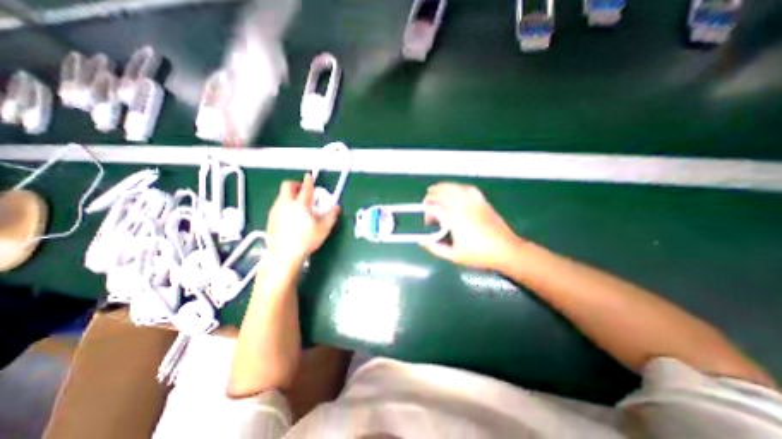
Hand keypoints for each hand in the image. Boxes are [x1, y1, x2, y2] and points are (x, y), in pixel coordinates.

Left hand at [266, 173, 338, 263]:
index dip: (309, 181)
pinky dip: (285, 205)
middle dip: (296, 184)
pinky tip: (291, 216)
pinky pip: (278, 205)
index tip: (310, 176)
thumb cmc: (305, 240)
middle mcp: (286, 204)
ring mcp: (276, 210)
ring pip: (282, 195)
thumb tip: (336, 207)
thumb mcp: (324, 228)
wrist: (284, 254)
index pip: (306, 188)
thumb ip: (331, 215)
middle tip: (303, 190)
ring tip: (299, 204)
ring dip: (290, 195)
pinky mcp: (271, 218)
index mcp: (300, 204)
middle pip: (288, 186)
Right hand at [422, 181, 524, 270]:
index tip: (428, 222)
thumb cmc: (479, 254)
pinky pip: (468, 188)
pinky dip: (458, 186)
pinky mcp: (482, 201)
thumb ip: (435, 248)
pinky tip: (455, 189)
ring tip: (435, 189)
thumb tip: (422, 241)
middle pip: (442, 193)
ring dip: (442, 187)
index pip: (434, 207)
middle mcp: (462, 206)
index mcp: (453, 219)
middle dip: (431, 196)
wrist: (506, 250)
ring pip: (454, 187)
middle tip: (427, 204)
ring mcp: (473, 202)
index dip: (427, 212)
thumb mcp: (453, 256)